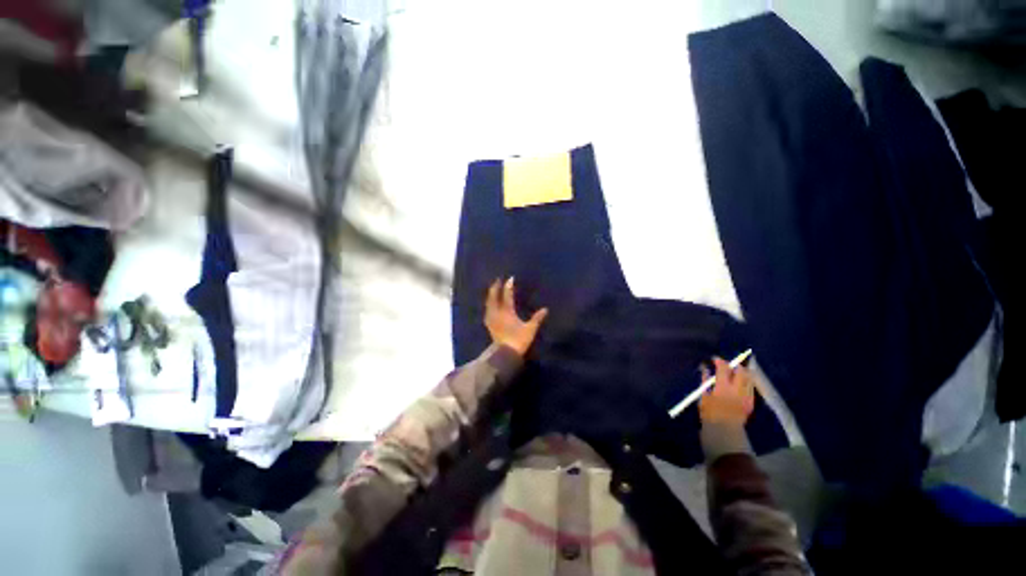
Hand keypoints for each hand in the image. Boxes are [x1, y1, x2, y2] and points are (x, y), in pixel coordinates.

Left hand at [484, 277, 547, 356]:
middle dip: (495, 287)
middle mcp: (497, 312)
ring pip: (489, 303)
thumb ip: (537, 318)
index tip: (510, 278)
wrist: (504, 353)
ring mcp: (491, 318)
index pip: (507, 295)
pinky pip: (487, 310)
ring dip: (490, 295)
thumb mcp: (530, 329)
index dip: (508, 286)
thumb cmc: (518, 340)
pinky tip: (489, 305)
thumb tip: (545, 309)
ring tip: (492, 289)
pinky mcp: (489, 325)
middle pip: (494, 297)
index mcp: (507, 312)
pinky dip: (488, 304)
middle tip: (497, 280)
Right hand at [699, 357, 754, 426]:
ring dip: (743, 372)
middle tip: (728, 364)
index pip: (724, 369)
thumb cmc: (709, 413)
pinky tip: (740, 383)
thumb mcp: (703, 396)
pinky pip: (750, 387)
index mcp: (723, 387)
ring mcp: (747, 396)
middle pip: (741, 371)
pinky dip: (746, 382)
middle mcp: (738, 390)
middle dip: (735, 365)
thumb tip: (705, 369)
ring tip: (736, 371)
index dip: (720, 361)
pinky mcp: (751, 402)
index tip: (715, 359)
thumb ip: (705, 381)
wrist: (724, 431)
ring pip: (749, 378)